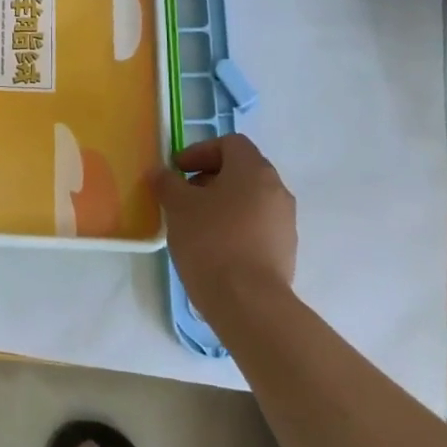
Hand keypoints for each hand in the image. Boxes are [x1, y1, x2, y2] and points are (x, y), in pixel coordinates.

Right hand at [152, 134, 297, 327]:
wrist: (248, 303)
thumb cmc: (211, 241)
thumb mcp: (177, 206)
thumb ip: (167, 183)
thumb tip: (160, 173)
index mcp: (254, 170)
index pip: (230, 143)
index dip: (200, 151)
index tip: (178, 170)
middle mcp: (277, 190)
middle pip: (241, 170)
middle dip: (209, 178)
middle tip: (183, 196)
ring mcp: (285, 222)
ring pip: (250, 200)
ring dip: (222, 203)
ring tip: (195, 224)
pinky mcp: (286, 251)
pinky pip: (257, 226)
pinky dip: (235, 226)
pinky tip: (214, 248)